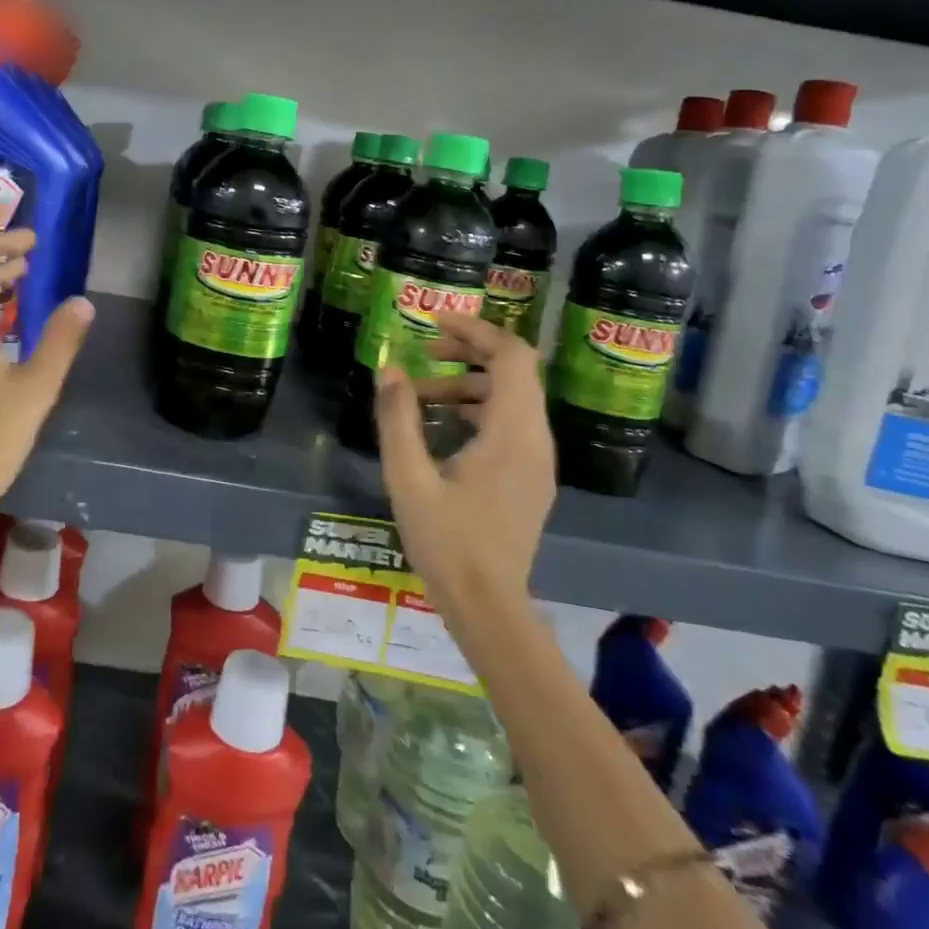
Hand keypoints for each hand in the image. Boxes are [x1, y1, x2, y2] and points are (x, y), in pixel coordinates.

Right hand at [374, 313, 554, 610]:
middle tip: (425, 349)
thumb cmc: (446, 542)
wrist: (488, 607)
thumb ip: (398, 418)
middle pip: (516, 371)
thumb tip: (389, 368)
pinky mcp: (531, 478)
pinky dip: (479, 408)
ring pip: (513, 398)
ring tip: (420, 394)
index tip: (436, 321)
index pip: (512, 357)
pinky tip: (441, 425)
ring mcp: (538, 461)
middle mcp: (535, 439)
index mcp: (511, 434)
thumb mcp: (408, 477)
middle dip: (470, 351)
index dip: (477, 330)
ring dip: (469, 383)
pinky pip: (512, 423)